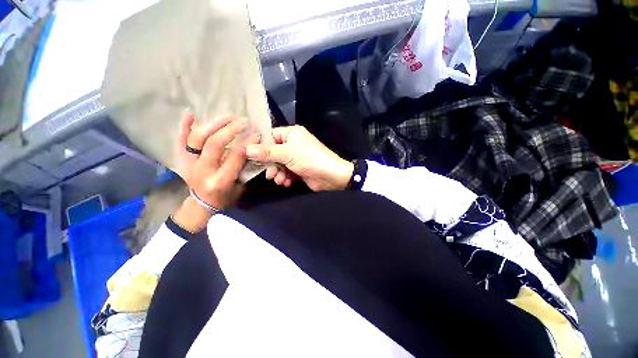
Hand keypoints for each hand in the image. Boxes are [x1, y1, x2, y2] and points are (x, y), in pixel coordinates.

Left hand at [173, 112, 259, 231]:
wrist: (201, 204)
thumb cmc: (225, 197)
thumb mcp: (240, 186)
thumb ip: (243, 167)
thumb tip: (251, 147)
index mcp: (221, 181)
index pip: (235, 157)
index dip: (247, 144)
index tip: (256, 134)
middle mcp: (203, 171)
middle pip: (214, 145)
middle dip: (230, 130)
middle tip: (244, 122)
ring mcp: (189, 164)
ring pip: (198, 139)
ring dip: (214, 124)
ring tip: (229, 116)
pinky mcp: (182, 160)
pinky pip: (180, 141)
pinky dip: (184, 127)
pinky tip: (190, 114)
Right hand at [245, 126, 352, 191]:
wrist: (330, 176)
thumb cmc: (308, 159)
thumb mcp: (286, 153)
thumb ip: (267, 152)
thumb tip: (246, 148)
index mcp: (292, 133)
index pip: (271, 136)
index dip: (261, 145)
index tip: (250, 155)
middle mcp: (294, 144)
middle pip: (274, 153)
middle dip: (271, 164)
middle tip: (269, 174)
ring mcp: (297, 157)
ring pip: (280, 164)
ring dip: (278, 173)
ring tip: (279, 180)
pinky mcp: (300, 169)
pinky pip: (287, 172)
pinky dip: (286, 178)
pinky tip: (286, 183)